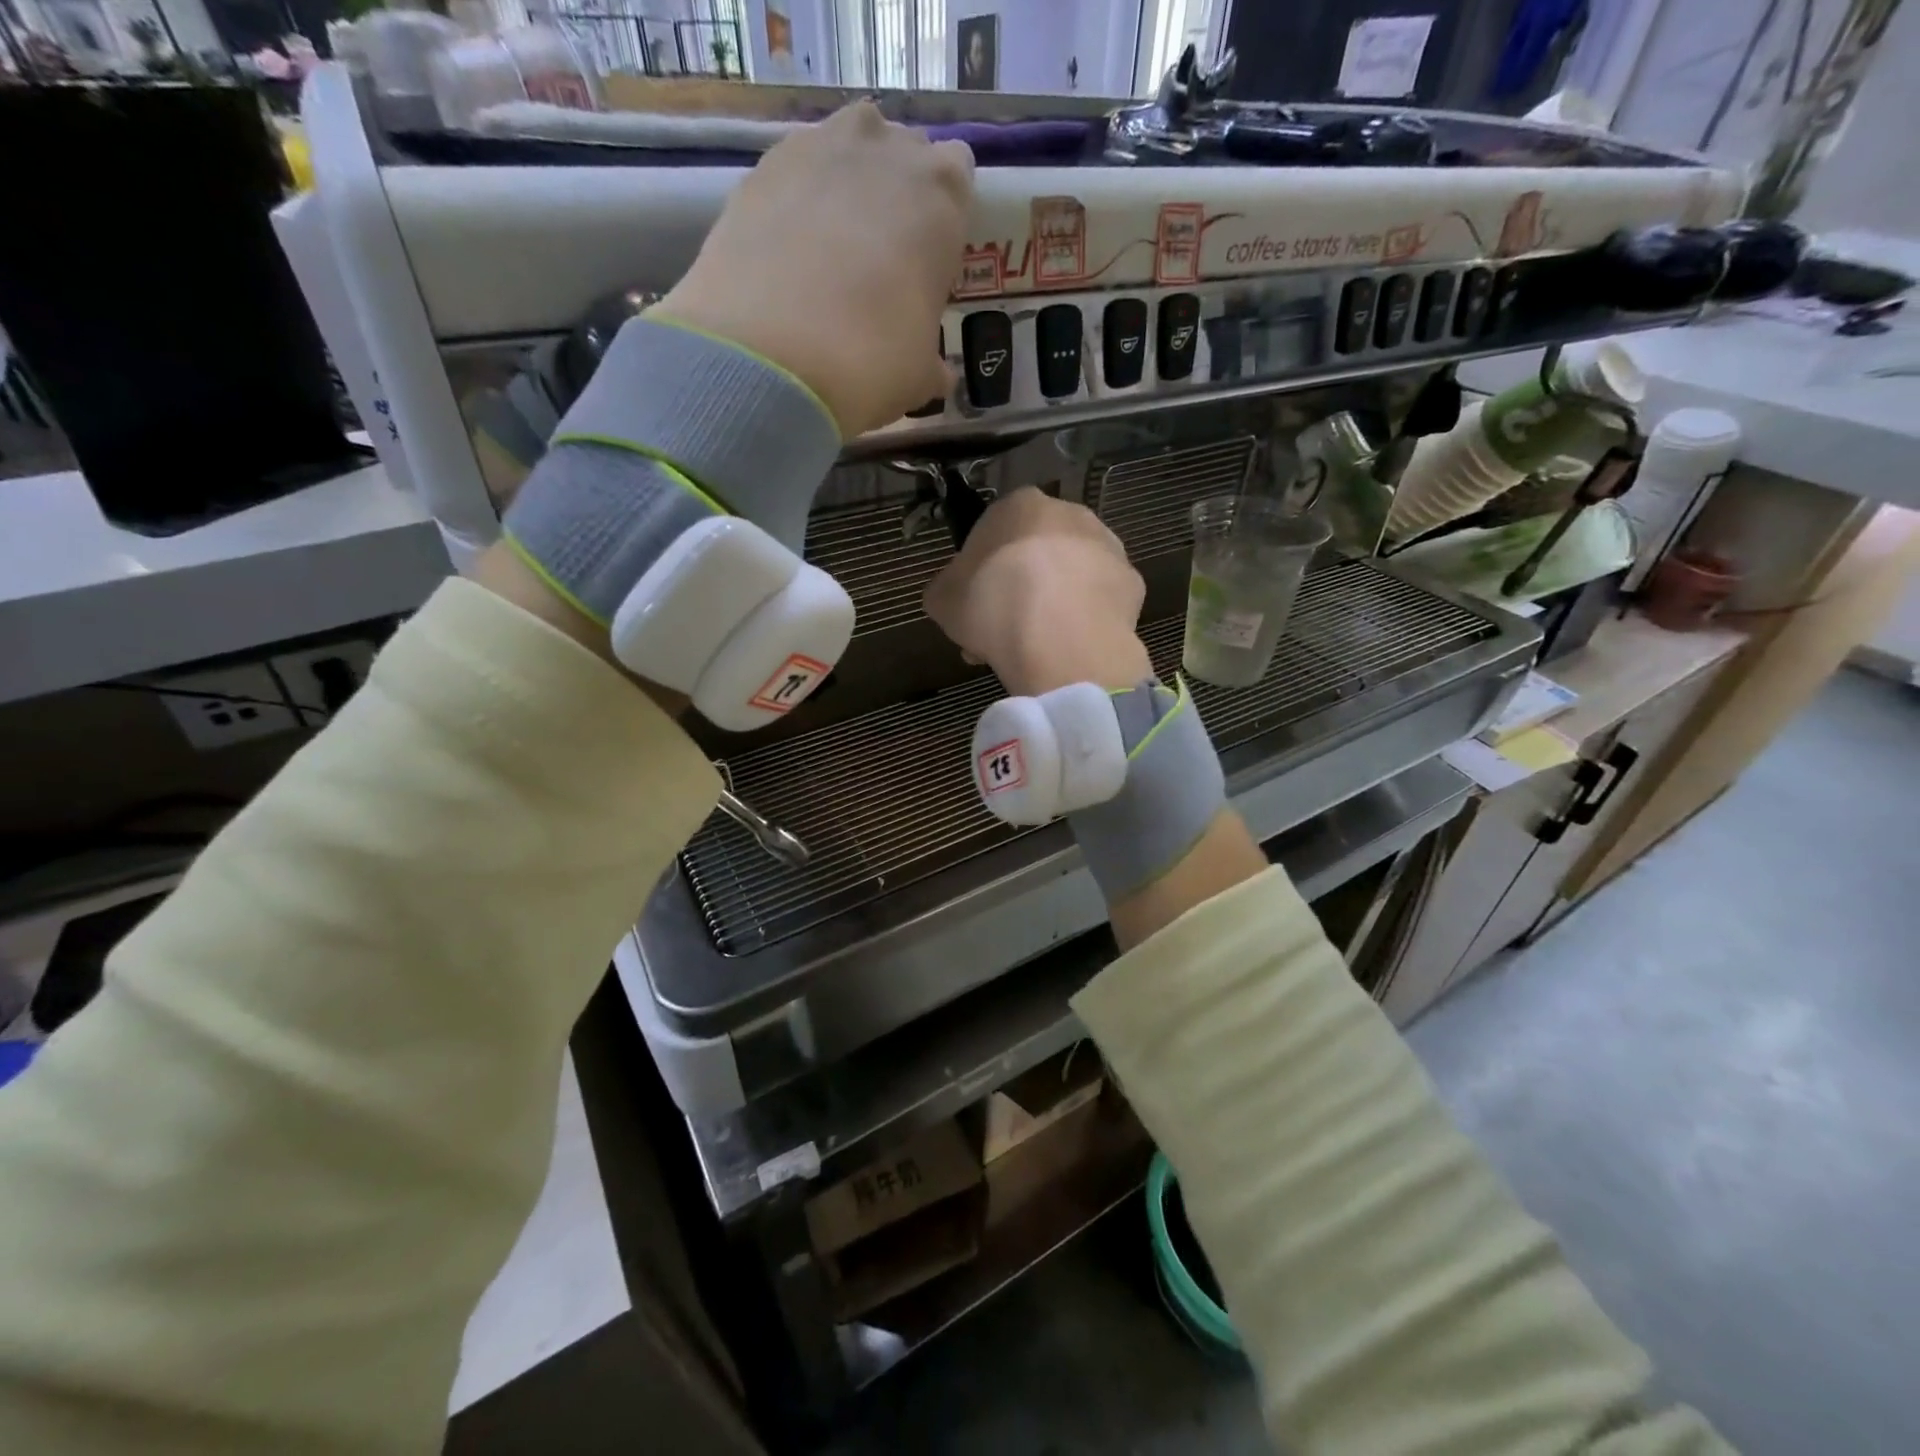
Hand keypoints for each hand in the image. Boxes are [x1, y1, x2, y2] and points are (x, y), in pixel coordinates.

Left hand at [651, 103, 973, 438]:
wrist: (772, 357)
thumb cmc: (873, 360)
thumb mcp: (922, 376)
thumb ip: (933, 361)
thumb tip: (935, 372)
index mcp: (942, 193)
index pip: (957, 175)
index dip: (941, 221)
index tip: (927, 263)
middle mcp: (884, 150)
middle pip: (900, 154)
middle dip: (894, 198)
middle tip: (880, 263)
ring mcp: (817, 147)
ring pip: (844, 151)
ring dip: (844, 189)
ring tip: (830, 254)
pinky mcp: (760, 166)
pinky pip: (792, 173)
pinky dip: (794, 204)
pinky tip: (786, 258)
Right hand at [923, 489, 1151, 696]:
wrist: (1060, 640)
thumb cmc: (993, 606)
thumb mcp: (942, 599)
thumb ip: (946, 589)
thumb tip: (953, 595)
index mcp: (1019, 505)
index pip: (993, 531)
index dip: (981, 573)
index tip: (975, 607)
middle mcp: (1069, 513)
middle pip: (1036, 552)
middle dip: (1020, 588)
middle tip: (1003, 631)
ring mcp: (1108, 546)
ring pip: (1070, 576)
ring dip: (1053, 604)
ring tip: (1036, 648)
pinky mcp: (1133, 583)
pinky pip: (1099, 602)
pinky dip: (1084, 621)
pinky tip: (1068, 648)